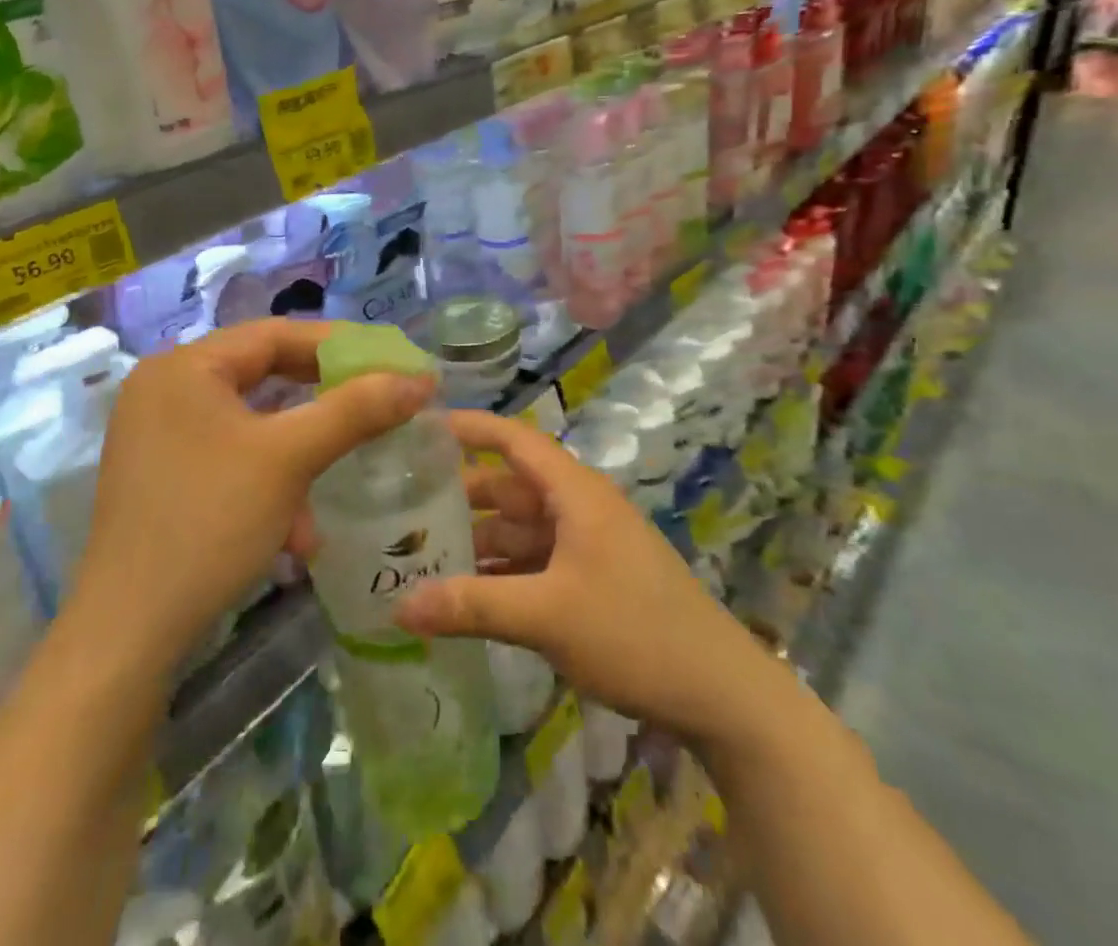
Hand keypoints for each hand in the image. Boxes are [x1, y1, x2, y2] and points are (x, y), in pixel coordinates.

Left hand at [65, 319, 433, 671]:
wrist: (127, 635)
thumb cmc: (209, 523)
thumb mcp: (290, 458)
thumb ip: (356, 409)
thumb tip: (420, 378)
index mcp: (184, 367)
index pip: (275, 334)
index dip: (340, 345)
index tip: (391, 360)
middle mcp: (165, 388)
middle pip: (263, 374)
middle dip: (323, 399)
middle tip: (378, 403)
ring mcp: (158, 434)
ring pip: (252, 422)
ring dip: (301, 449)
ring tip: (340, 473)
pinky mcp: (162, 475)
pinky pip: (231, 456)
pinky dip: (270, 479)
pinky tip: (296, 530)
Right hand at [397, 410, 769, 746]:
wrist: (719, 692)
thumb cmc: (633, 632)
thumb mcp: (547, 616)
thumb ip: (472, 606)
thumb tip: (398, 604)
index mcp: (574, 492)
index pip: (514, 439)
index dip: (470, 427)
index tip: (420, 426)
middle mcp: (578, 508)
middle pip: (509, 488)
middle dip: (459, 497)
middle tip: (399, 508)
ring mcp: (587, 545)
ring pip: (520, 529)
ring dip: (477, 541)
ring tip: (419, 556)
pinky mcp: (592, 580)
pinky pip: (535, 562)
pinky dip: (502, 572)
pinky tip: (465, 596)